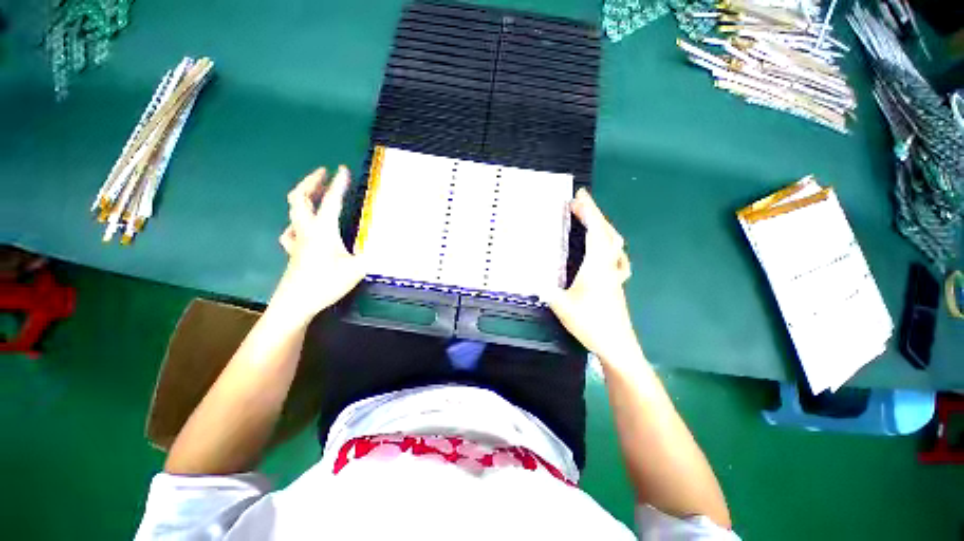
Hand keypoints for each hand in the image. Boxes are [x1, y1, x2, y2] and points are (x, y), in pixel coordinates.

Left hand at [271, 166, 365, 323]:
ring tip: (315, 194)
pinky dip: (296, 222)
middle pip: (300, 198)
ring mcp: (297, 241)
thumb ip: (376, 254)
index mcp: (323, 230)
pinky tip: (302, 227)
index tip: (343, 168)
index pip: (332, 201)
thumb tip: (397, 242)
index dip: (339, 184)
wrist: (296, 303)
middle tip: (323, 173)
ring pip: (293, 212)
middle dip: (311, 182)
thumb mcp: (357, 268)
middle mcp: (307, 230)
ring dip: (303, 198)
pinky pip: (290, 231)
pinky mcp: (293, 252)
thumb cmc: (326, 283)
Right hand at [546, 189, 637, 361]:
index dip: (588, 210)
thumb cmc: (590, 323)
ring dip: (603, 227)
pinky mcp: (617, 284)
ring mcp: (616, 275)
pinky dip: (610, 245)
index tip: (579, 195)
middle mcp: (609, 265)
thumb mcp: (561, 305)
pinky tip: (606, 250)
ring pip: (615, 243)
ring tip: (590, 221)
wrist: (617, 345)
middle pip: (607, 233)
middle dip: (594, 214)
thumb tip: (531, 278)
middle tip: (578, 205)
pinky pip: (617, 257)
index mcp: (596, 266)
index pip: (594, 231)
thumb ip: (545, 289)